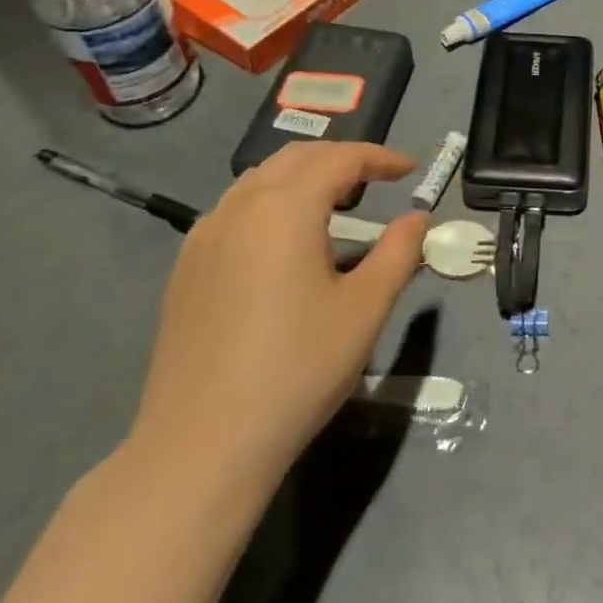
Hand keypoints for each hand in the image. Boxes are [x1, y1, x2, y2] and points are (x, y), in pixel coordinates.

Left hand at [127, 142, 426, 493]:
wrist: (202, 445)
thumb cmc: (297, 370)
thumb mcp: (365, 309)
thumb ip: (399, 252)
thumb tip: (417, 217)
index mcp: (286, 208)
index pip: (339, 159)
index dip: (379, 157)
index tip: (410, 171)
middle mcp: (240, 206)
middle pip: (297, 158)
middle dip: (341, 159)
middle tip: (377, 180)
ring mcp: (204, 236)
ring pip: (260, 179)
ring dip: (303, 177)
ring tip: (335, 204)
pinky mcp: (186, 267)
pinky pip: (235, 209)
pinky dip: (270, 202)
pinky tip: (283, 242)